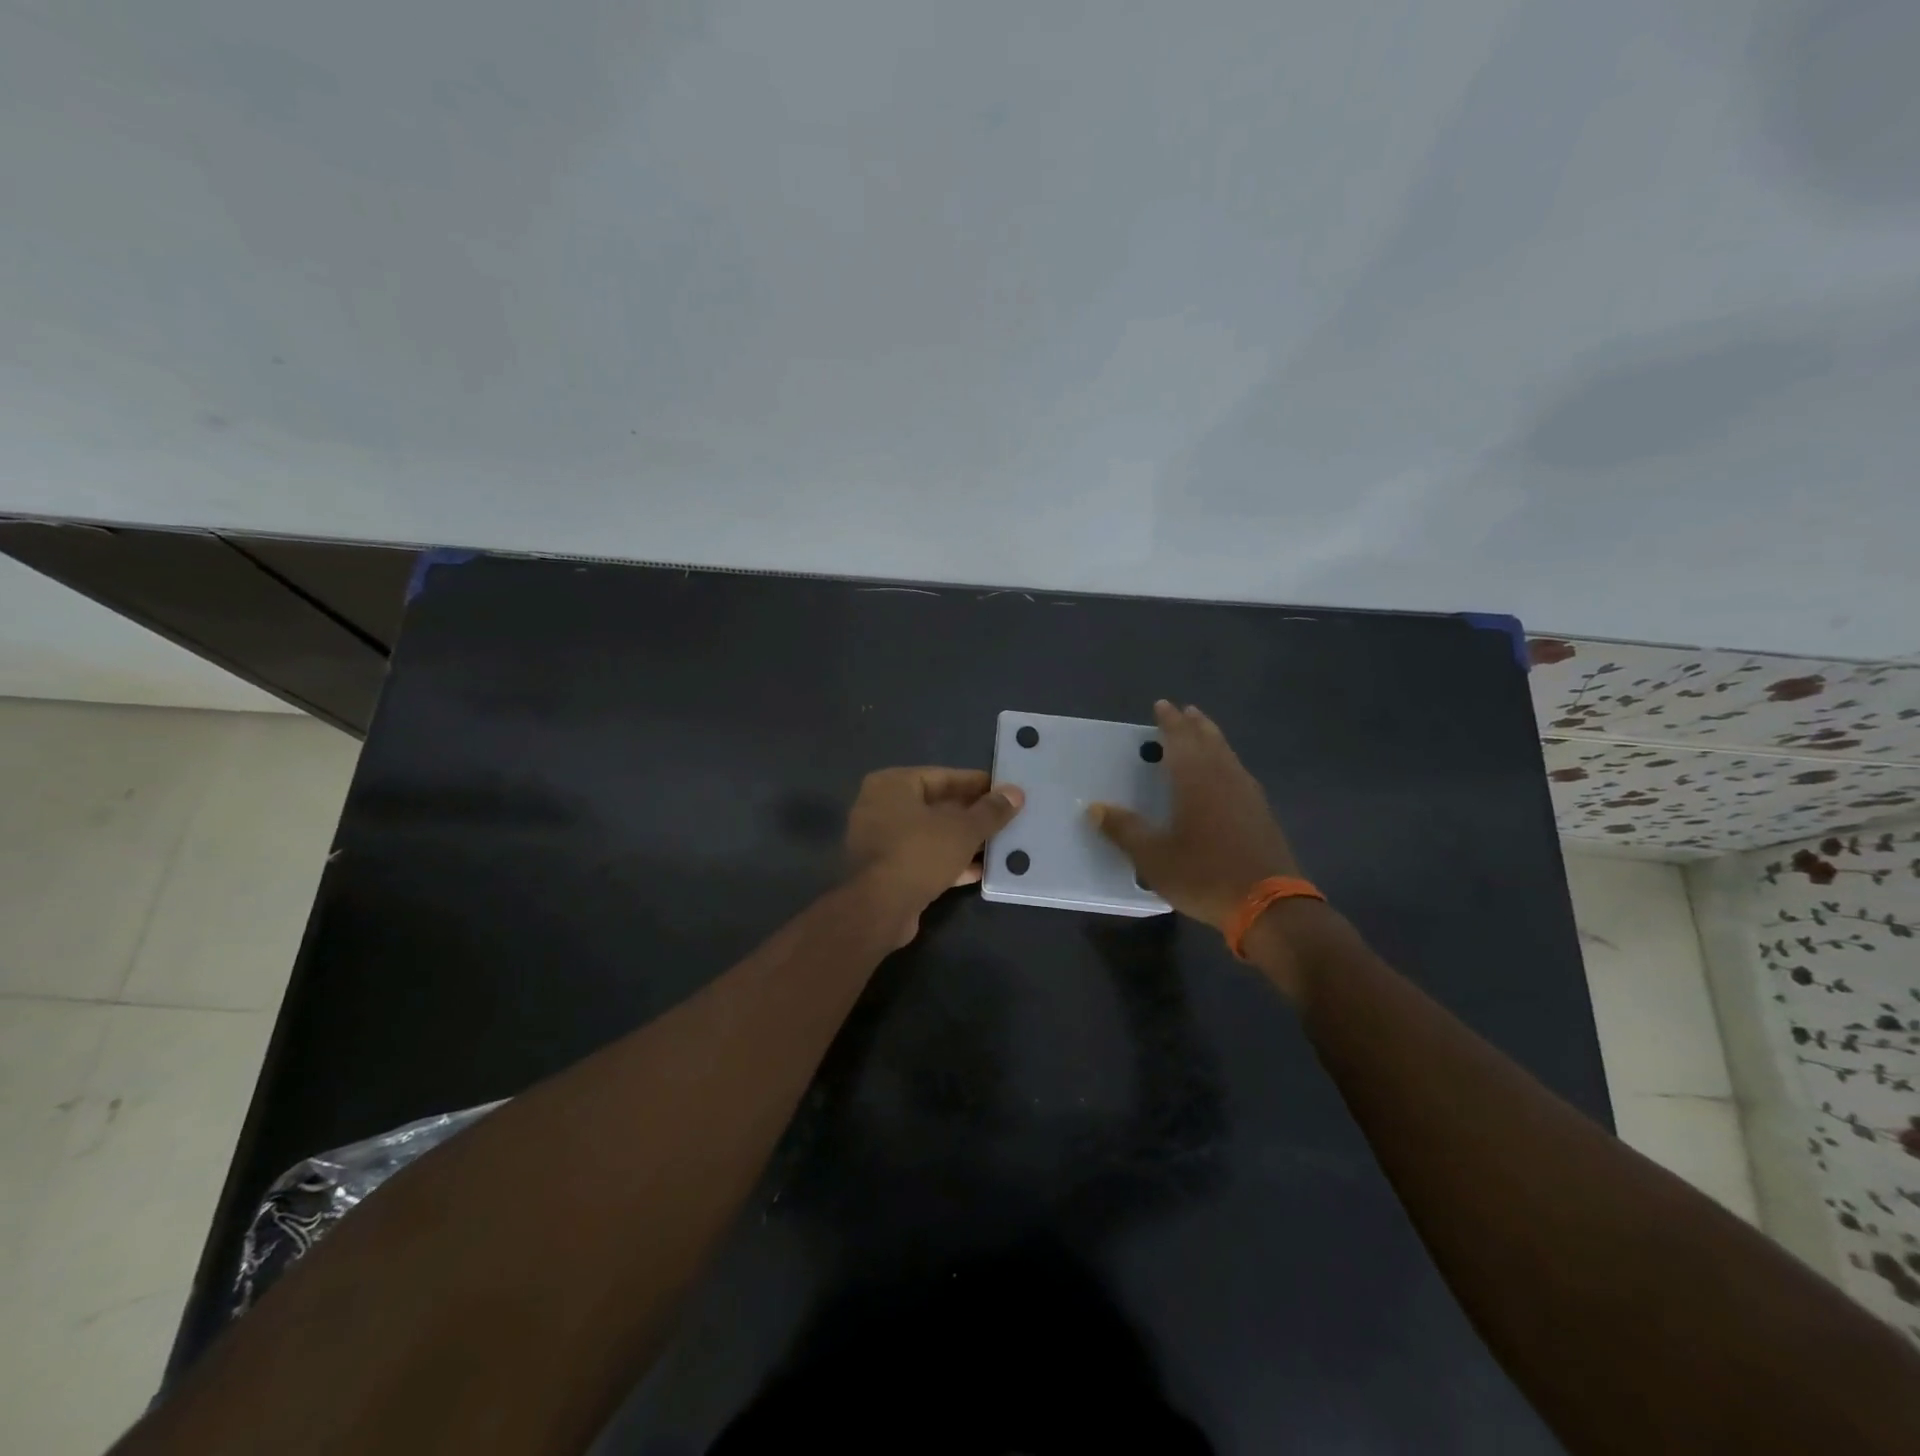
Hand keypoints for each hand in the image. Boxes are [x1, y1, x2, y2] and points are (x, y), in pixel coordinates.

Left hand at [846, 767, 1024, 940]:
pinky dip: (948, 861)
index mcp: (892, 785)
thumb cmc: (919, 853)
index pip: (942, 776)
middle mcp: (880, 807)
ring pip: (930, 834)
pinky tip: (979, 870)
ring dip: (962, 840)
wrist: (879, 909)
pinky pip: (923, 858)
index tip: (1003, 791)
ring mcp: (880, 840)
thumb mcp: (963, 829)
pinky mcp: (886, 870)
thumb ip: (991, 811)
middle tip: (1004, 817)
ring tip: (998, 844)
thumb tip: (1015, 793)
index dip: (976, 784)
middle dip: (971, 814)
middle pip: (936, 805)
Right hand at [1090, 701, 1300, 932]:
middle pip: (1209, 740)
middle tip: (1184, 710)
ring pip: (1228, 754)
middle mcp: (1224, 777)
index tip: (1162, 705)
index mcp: (1196, 780)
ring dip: (1213, 739)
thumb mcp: (1153, 857)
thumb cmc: (1204, 874)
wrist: (1269, 906)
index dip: (1169, 722)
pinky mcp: (1262, 814)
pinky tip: (1225, 775)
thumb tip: (1095, 808)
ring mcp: (1248, 795)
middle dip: (1194, 724)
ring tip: (1203, 732)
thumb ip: (1124, 830)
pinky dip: (1226, 761)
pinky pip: (1238, 772)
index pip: (1180, 739)